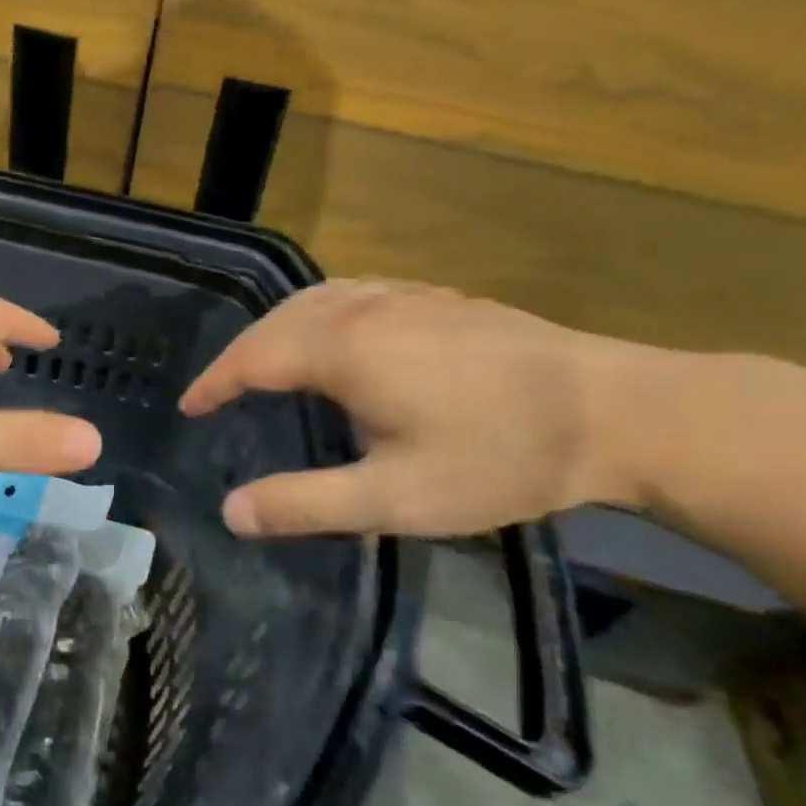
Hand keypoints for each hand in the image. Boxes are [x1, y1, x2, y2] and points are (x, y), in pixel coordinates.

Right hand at [179, 281, 651, 537]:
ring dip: (277, 328)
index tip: (188, 406)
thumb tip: (230, 511)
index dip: (215, 382)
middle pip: (279, 321)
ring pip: (316, 299)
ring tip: (264, 362)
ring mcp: (406, 296)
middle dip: (240, 354)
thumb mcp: (394, 498)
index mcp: (344, 348)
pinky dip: (318, 313)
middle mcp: (365, 308)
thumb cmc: (498, 456)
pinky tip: (336, 333)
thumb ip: (305, 502)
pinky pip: (353, 294)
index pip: (253, 357)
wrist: (616, 411)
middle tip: (219, 392)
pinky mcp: (439, 298)